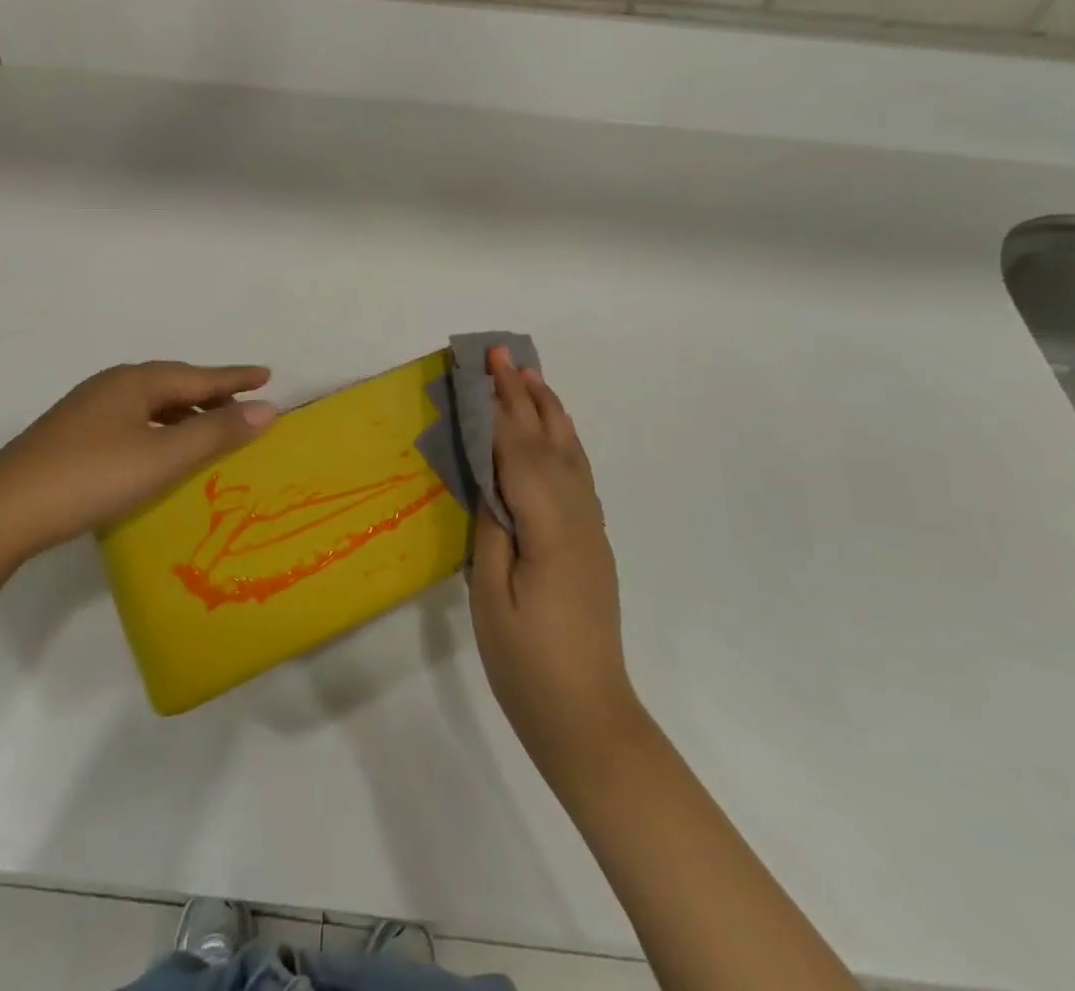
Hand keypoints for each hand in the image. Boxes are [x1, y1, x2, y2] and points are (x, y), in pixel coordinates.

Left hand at [0, 362, 277, 564]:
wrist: (1, 512)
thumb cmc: (91, 477)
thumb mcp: (162, 457)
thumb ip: (216, 432)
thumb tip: (267, 408)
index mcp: (135, 382)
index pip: (198, 375)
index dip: (235, 377)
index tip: (267, 374)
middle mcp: (111, 386)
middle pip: (173, 384)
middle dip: (210, 393)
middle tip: (243, 404)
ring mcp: (87, 410)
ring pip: (150, 404)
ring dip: (184, 413)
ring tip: (209, 429)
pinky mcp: (71, 436)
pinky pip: (132, 421)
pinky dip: (159, 429)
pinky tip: (159, 451)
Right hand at [470, 349, 642, 788]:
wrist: (589, 719)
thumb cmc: (528, 664)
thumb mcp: (490, 597)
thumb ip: (490, 530)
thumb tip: (488, 481)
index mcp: (549, 527)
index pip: (518, 452)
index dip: (499, 406)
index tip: (483, 367)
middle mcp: (577, 517)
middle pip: (547, 442)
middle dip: (524, 395)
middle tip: (503, 355)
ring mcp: (590, 529)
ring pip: (569, 455)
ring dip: (549, 412)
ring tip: (531, 378)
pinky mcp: (591, 543)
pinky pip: (577, 475)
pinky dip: (563, 442)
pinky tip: (554, 435)